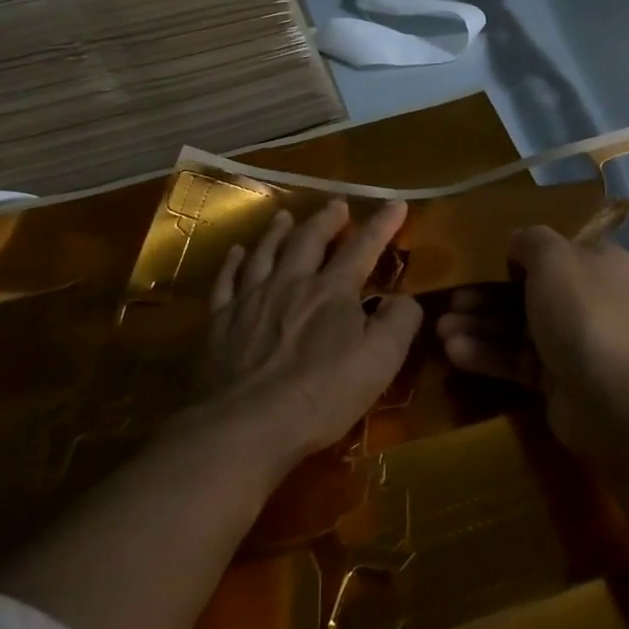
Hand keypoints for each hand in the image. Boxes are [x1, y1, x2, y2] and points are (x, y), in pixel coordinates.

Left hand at [198, 198, 421, 476]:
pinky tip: (236, 253)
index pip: (363, 247)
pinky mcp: (222, 322)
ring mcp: (252, 300)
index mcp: (332, 291)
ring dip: (278, 231)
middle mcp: (291, 283)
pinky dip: (234, 262)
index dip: (382, 224)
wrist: (247, 425)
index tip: (396, 203)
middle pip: (309, 240)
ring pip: (265, 252)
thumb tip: (406, 299)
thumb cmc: (322, 394)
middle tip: (337, 205)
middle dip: (327, 219)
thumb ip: (400, 322)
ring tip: (284, 215)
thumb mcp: (381, 361)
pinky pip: (227, 281)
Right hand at [437, 225, 628, 451]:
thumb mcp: (554, 258)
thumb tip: (517, 239)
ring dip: (480, 326)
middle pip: (531, 291)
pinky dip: (489, 355)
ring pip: (520, 328)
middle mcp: (591, 300)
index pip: (556, 251)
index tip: (479, 258)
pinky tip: (454, 353)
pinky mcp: (559, 381)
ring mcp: (576, 343)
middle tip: (451, 299)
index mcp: (599, 264)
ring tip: (440, 330)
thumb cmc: (584, 313)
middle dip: (487, 294)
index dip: (518, 253)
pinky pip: (519, 361)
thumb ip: (531, 241)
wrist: (615, 400)